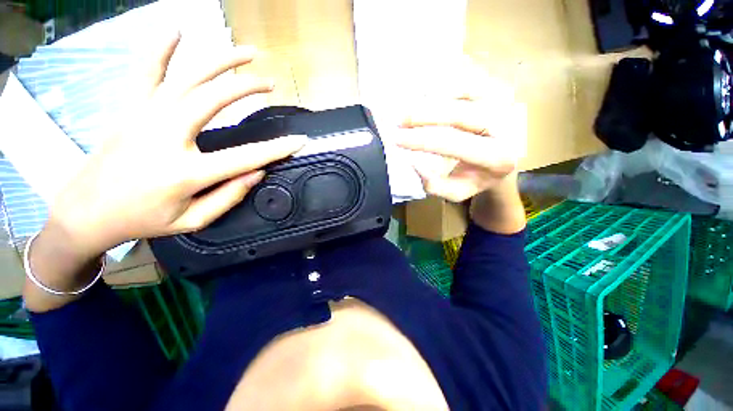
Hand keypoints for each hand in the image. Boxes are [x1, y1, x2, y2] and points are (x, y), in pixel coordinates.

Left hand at [48, 32, 306, 259]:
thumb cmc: (143, 220)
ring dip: (221, 61)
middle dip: (248, 88)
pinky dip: (161, 48)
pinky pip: (146, 71)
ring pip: (188, 78)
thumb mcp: (192, 220)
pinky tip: (177, 30)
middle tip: (270, 83)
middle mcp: (166, 136)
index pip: (246, 157)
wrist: (87, 211)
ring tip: (248, 52)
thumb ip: (228, 197)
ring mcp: (145, 116)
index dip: (277, 149)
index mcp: (186, 172)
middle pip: (215, 100)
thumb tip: (258, 173)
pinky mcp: (130, 108)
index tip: (300, 141)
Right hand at [396, 80, 525, 202]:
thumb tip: (413, 163)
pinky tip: (426, 95)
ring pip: (462, 91)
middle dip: (422, 115)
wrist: (507, 159)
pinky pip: (468, 81)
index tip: (396, 139)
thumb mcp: (456, 192)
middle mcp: (508, 124)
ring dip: (430, 99)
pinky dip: (444, 86)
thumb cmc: (478, 178)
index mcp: (498, 156)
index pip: (452, 143)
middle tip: (398, 120)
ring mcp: (506, 102)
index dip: (421, 140)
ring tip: (408, 108)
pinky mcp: (501, 88)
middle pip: (457, 113)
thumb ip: (434, 185)